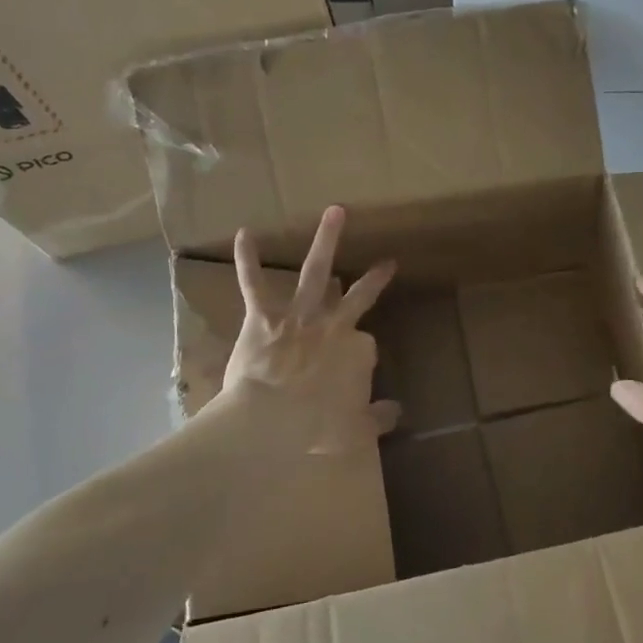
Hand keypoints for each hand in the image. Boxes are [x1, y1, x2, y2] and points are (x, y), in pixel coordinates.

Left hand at [217, 205, 400, 453]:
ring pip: (315, 272)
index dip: (362, 357)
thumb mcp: (356, 430)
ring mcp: (298, 316)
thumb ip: (377, 418)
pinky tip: (246, 234)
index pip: (367, 346)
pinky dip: (248, 260)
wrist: (270, 421)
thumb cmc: (316, 427)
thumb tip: (396, 411)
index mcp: (356, 352)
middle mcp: (333, 326)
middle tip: (386, 264)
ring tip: (335, 212)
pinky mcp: (263, 317)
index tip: (357, 370)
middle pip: (357, 296)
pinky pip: (254, 283)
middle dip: (373, 280)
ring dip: (326, 240)